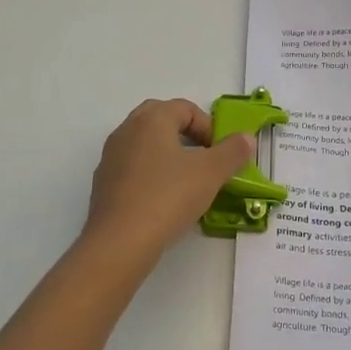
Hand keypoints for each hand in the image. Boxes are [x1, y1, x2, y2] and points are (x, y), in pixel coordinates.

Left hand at [83, 99, 255, 262]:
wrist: (120, 241)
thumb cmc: (168, 197)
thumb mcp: (211, 173)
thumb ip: (232, 151)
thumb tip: (247, 138)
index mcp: (151, 119)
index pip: (185, 107)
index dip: (208, 126)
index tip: (220, 153)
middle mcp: (127, 130)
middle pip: (161, 120)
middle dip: (186, 135)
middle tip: (204, 159)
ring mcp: (111, 157)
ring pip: (145, 144)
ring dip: (168, 155)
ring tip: (186, 182)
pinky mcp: (103, 183)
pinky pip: (133, 168)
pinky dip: (151, 175)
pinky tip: (163, 201)